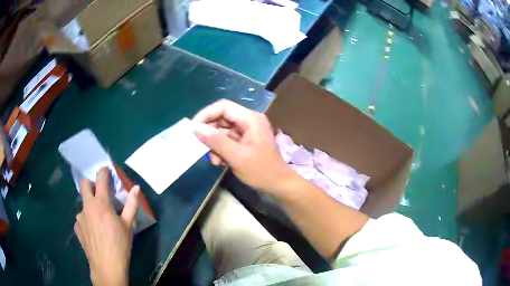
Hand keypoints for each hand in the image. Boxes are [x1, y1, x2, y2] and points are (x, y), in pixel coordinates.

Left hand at [74, 167, 139, 285]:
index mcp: (101, 203)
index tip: (106, 170)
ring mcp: (80, 217)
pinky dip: (87, 221)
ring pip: (83, 204)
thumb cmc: (120, 244)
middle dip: (91, 184)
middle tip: (100, 195)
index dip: (104, 171)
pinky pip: (81, 219)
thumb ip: (132, 204)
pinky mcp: (77, 227)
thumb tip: (136, 187)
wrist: (106, 265)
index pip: (100, 179)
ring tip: (99, 222)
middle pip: (84, 185)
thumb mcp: (129, 225)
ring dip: (90, 207)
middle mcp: (87, 206)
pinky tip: (94, 233)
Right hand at [192, 99, 293, 193]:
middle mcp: (249, 120)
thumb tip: (195, 128)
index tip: (193, 128)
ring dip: (215, 144)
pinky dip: (221, 149)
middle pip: (222, 118)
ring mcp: (248, 130)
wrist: (278, 184)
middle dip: (210, 133)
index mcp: (250, 119)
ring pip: (223, 130)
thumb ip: (215, 141)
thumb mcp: (236, 157)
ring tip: (215, 160)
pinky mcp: (245, 140)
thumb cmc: (261, 171)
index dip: (206, 115)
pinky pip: (228, 139)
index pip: (223, 107)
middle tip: (201, 147)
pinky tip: (220, 162)